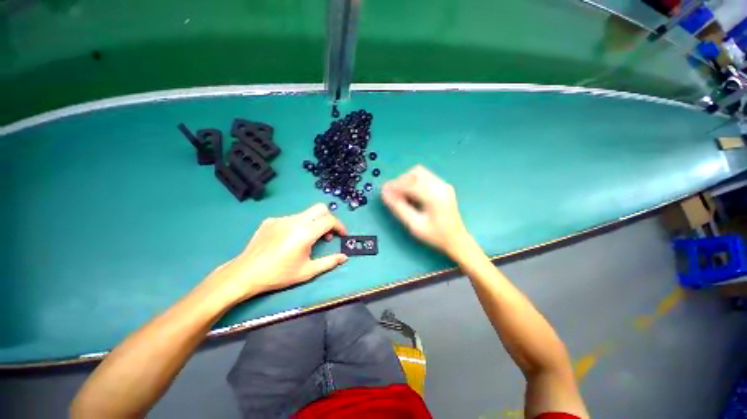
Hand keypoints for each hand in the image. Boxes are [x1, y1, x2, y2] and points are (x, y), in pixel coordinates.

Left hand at [204, 203, 347, 304]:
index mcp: (305, 232)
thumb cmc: (279, 274)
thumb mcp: (307, 271)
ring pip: (306, 213)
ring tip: (308, 240)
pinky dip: (298, 225)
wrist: (245, 274)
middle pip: (320, 208)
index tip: (342, 235)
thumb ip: (329, 262)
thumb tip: (344, 257)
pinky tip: (290, 240)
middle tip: (327, 233)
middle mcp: (295, 220)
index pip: (329, 220)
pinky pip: (291, 218)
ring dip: (313, 223)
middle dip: (329, 218)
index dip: (340, 226)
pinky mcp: (271, 220)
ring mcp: (281, 219)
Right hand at [381, 165, 469, 255]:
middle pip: (415, 173)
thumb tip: (385, 194)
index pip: (411, 183)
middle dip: (400, 181)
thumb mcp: (415, 225)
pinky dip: (414, 182)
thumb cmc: (436, 235)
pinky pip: (425, 176)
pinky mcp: (443, 185)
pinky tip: (411, 194)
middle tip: (392, 194)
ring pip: (419, 172)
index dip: (395, 185)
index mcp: (435, 196)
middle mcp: (441, 185)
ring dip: (407, 180)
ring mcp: (443, 184)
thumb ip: (399, 208)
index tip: (384, 191)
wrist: (456, 238)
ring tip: (401, 194)